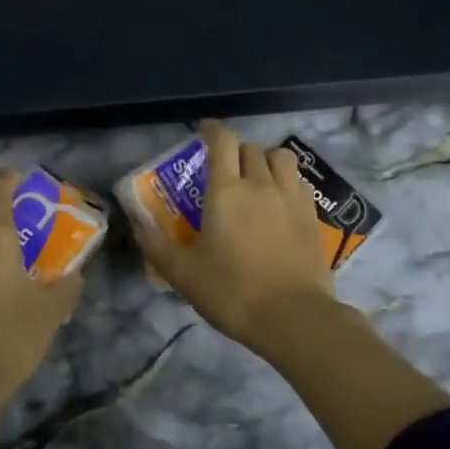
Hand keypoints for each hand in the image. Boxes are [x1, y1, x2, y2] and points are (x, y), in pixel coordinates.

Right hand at [130, 121, 338, 353]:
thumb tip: (137, 226)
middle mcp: (260, 185)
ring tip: (257, 177)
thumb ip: (156, 246)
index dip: (212, 130)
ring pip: (281, 158)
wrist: (294, 318)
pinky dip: (287, 181)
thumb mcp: (183, 274)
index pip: (222, 142)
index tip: (204, 131)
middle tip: (224, 168)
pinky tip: (280, 200)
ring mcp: (291, 199)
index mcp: (226, 191)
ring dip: (265, 160)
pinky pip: (299, 183)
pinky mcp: (313, 217)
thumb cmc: (232, 291)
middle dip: (235, 151)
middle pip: (250, 148)